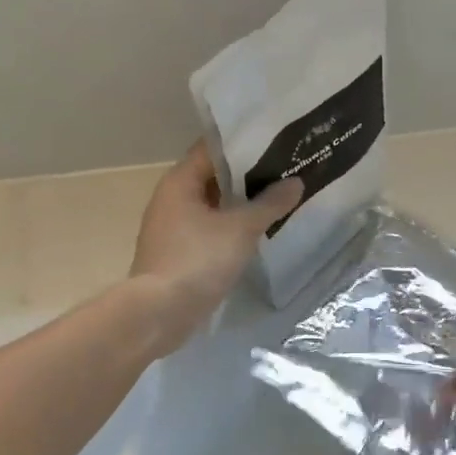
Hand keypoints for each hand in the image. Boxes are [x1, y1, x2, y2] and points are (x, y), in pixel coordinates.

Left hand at [129, 142, 301, 355]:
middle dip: (249, 175)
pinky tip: (258, 232)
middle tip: (286, 170)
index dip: (245, 144)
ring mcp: (173, 228)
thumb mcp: (241, 229)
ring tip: (279, 198)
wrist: (159, 313)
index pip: (213, 148)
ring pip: (213, 206)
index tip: (276, 141)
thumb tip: (296, 182)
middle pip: (214, 177)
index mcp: (180, 181)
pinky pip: (209, 230)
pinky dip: (231, 227)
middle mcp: (172, 198)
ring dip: (241, 204)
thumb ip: (270, 204)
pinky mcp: (178, 253)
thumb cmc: (197, 260)